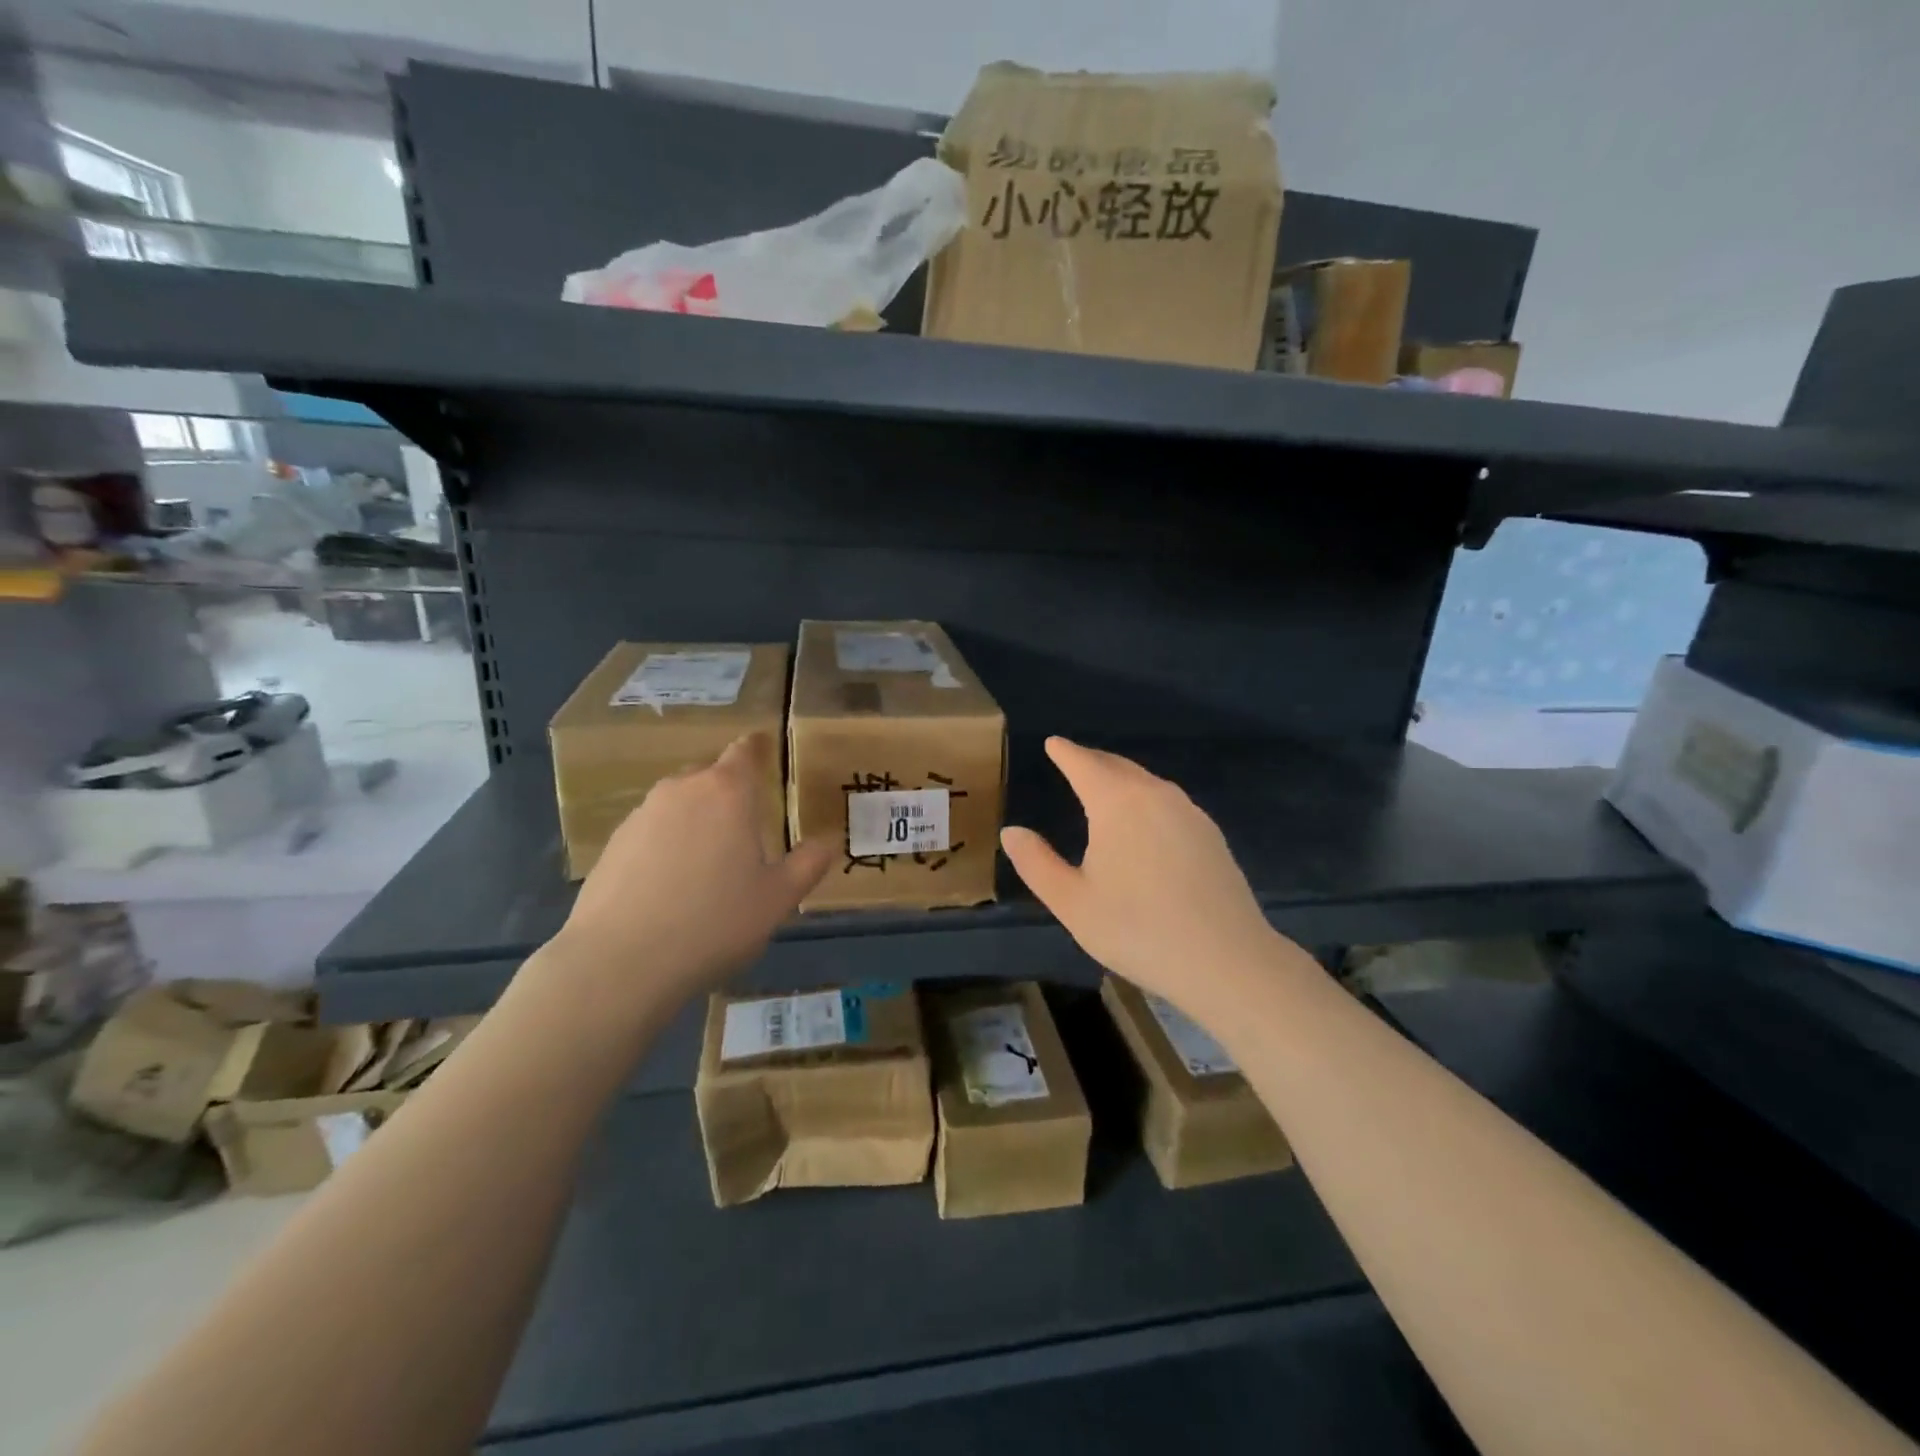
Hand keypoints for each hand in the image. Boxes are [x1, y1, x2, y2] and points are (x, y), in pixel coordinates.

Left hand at [548, 734, 832, 1010]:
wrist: (619, 963)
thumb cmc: (714, 922)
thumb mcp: (778, 899)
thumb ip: (808, 864)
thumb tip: (826, 842)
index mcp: (727, 792)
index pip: (744, 752)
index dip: (756, 749)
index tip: (764, 751)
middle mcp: (682, 790)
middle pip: (710, 776)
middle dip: (729, 792)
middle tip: (746, 827)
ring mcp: (641, 815)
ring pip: (678, 804)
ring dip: (696, 821)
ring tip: (707, 863)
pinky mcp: (612, 845)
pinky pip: (651, 832)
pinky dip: (666, 846)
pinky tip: (670, 886)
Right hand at [1000, 737, 1287, 1015]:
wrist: (1226, 960)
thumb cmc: (1138, 930)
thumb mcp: (1072, 903)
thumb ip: (1037, 863)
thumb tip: (1012, 832)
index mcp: (1117, 804)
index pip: (1085, 765)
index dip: (1066, 753)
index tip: (1054, 743)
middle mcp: (1155, 796)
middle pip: (1119, 767)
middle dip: (1093, 761)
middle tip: (1074, 759)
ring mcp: (1189, 813)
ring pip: (1147, 783)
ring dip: (1122, 779)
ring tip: (1105, 786)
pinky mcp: (1211, 835)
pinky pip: (1169, 802)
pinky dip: (1147, 798)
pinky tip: (1145, 821)